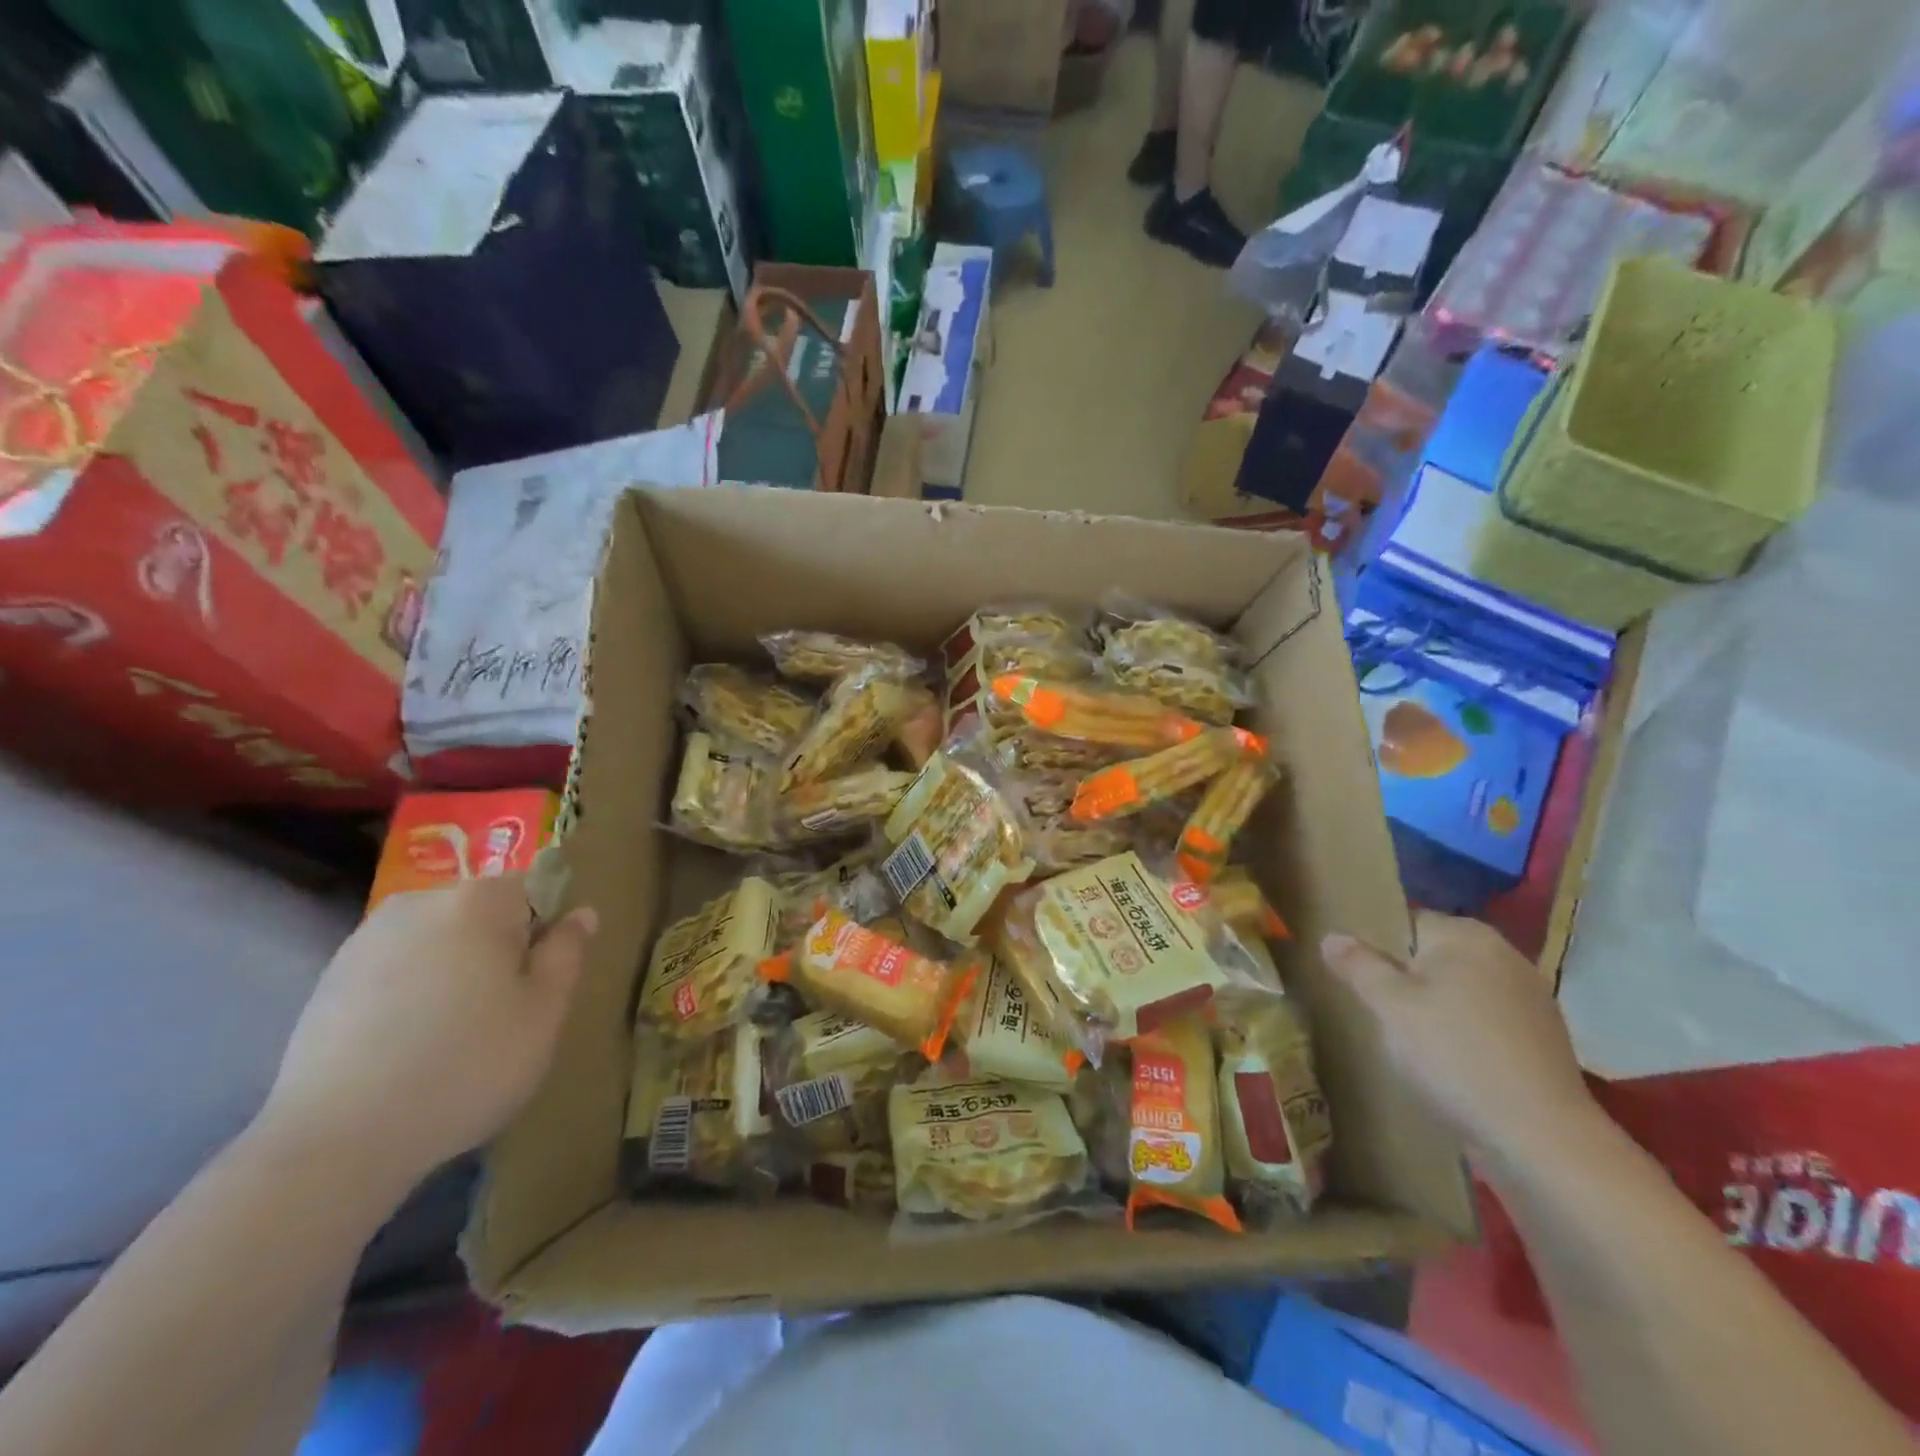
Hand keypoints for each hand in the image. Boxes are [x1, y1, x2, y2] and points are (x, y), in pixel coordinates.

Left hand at [257, 875, 596, 1198]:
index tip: (539, 979)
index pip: (533, 887)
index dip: (546, 930)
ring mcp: (367, 939)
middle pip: (482, 912)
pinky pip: (397, 968)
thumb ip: (567, 952)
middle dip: (499, 948)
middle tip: (502, 1012)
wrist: (337, 1140)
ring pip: (439, 940)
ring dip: (454, 970)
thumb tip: (581, 913)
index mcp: (478, 901)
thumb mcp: (545, 1012)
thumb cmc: (467, 1065)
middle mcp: (420, 903)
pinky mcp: (330, 979)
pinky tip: (408, 1044)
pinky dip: (412, 992)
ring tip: (452, 1033)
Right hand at [1322, 912, 1596, 1161]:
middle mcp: (1504, 953)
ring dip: (1436, 1006)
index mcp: (1466, 935)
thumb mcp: (1388, 1005)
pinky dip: (1465, 1031)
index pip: (1406, 922)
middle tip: (1380, 1013)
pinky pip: (1487, 1018)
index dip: (1377, 948)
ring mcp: (1531, 996)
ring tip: (1413, 1042)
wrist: (1540, 1135)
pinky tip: (1452, 1063)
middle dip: (1406, 978)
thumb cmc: (1453, 1054)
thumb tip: (1332, 936)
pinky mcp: (1544, 1036)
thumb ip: (1357, 965)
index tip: (1359, 980)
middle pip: (1434, 956)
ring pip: (1461, 989)